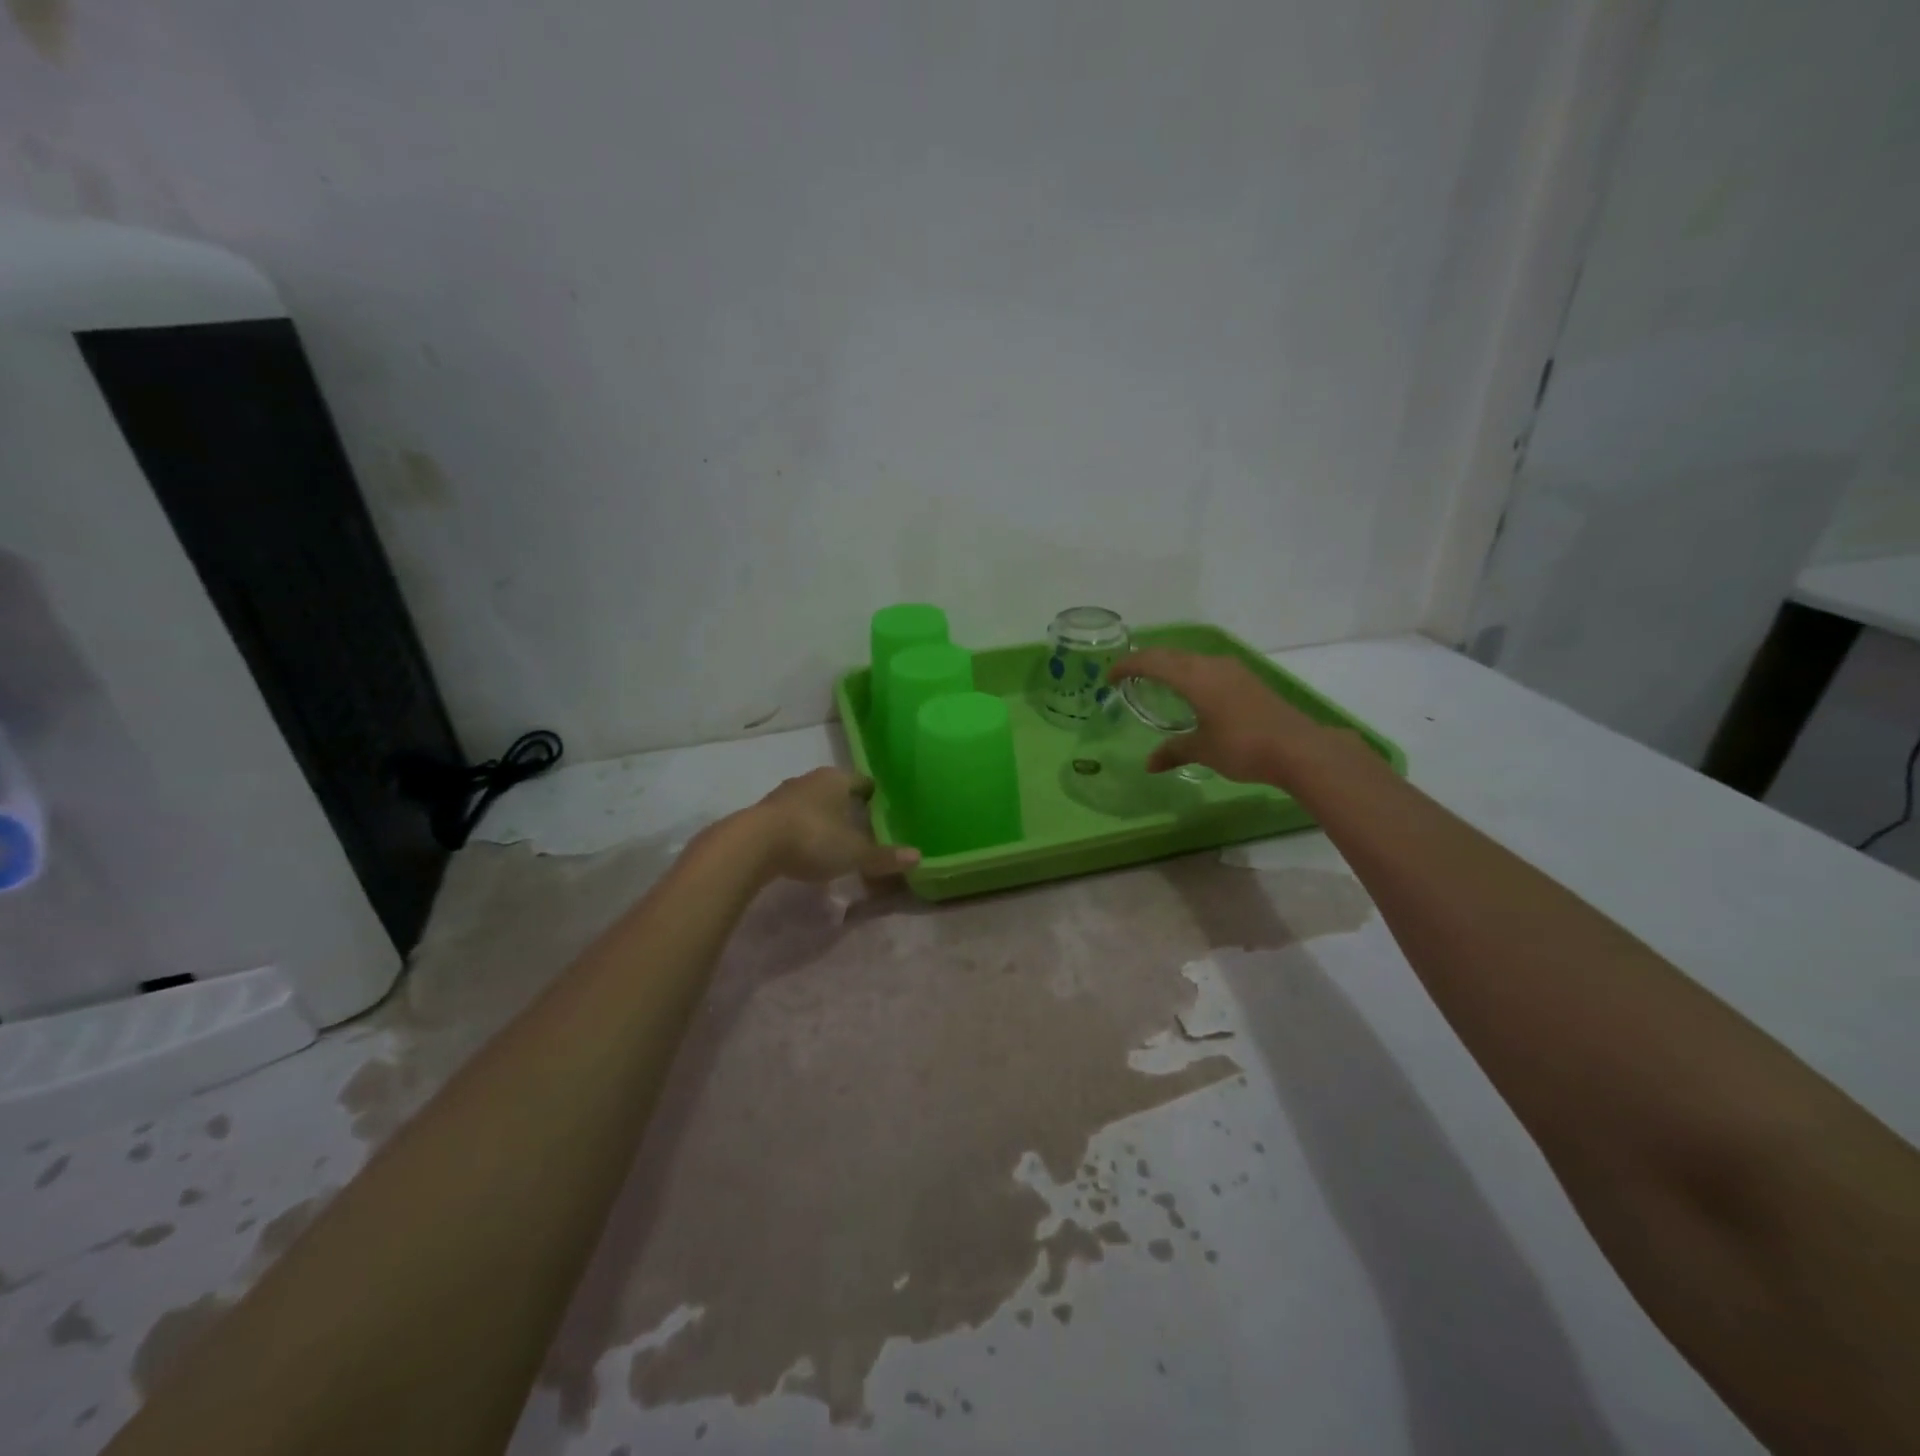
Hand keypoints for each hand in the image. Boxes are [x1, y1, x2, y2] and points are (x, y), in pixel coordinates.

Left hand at [745, 767, 920, 882]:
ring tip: (834, 838)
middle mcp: (810, 779)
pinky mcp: (764, 813)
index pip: (862, 782)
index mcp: (836, 779)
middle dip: (847, 806)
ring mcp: (784, 794)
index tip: (882, 809)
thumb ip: (884, 856)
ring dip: (822, 817)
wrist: (752, 845)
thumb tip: (918, 857)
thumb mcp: (853, 853)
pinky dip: (801, 829)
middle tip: (862, 826)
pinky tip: (805, 847)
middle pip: (835, 790)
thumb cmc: (813, 838)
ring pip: (812, 802)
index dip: (873, 795)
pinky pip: (792, 818)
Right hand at [1110, 649, 1321, 783]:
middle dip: (1145, 661)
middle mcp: (1211, 665)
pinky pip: (1207, 667)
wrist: (1298, 748)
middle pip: (1170, 654)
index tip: (1109, 677)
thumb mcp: (1202, 750)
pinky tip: (1191, 691)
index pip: (1151, 662)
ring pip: (1190, 658)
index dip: (1127, 665)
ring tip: (1155, 681)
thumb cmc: (1242, 746)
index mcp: (1193, 677)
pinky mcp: (1247, 680)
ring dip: (1169, 665)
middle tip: (1127, 675)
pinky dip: (1189, 673)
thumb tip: (1150, 764)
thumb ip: (1173, 751)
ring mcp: (1233, 670)